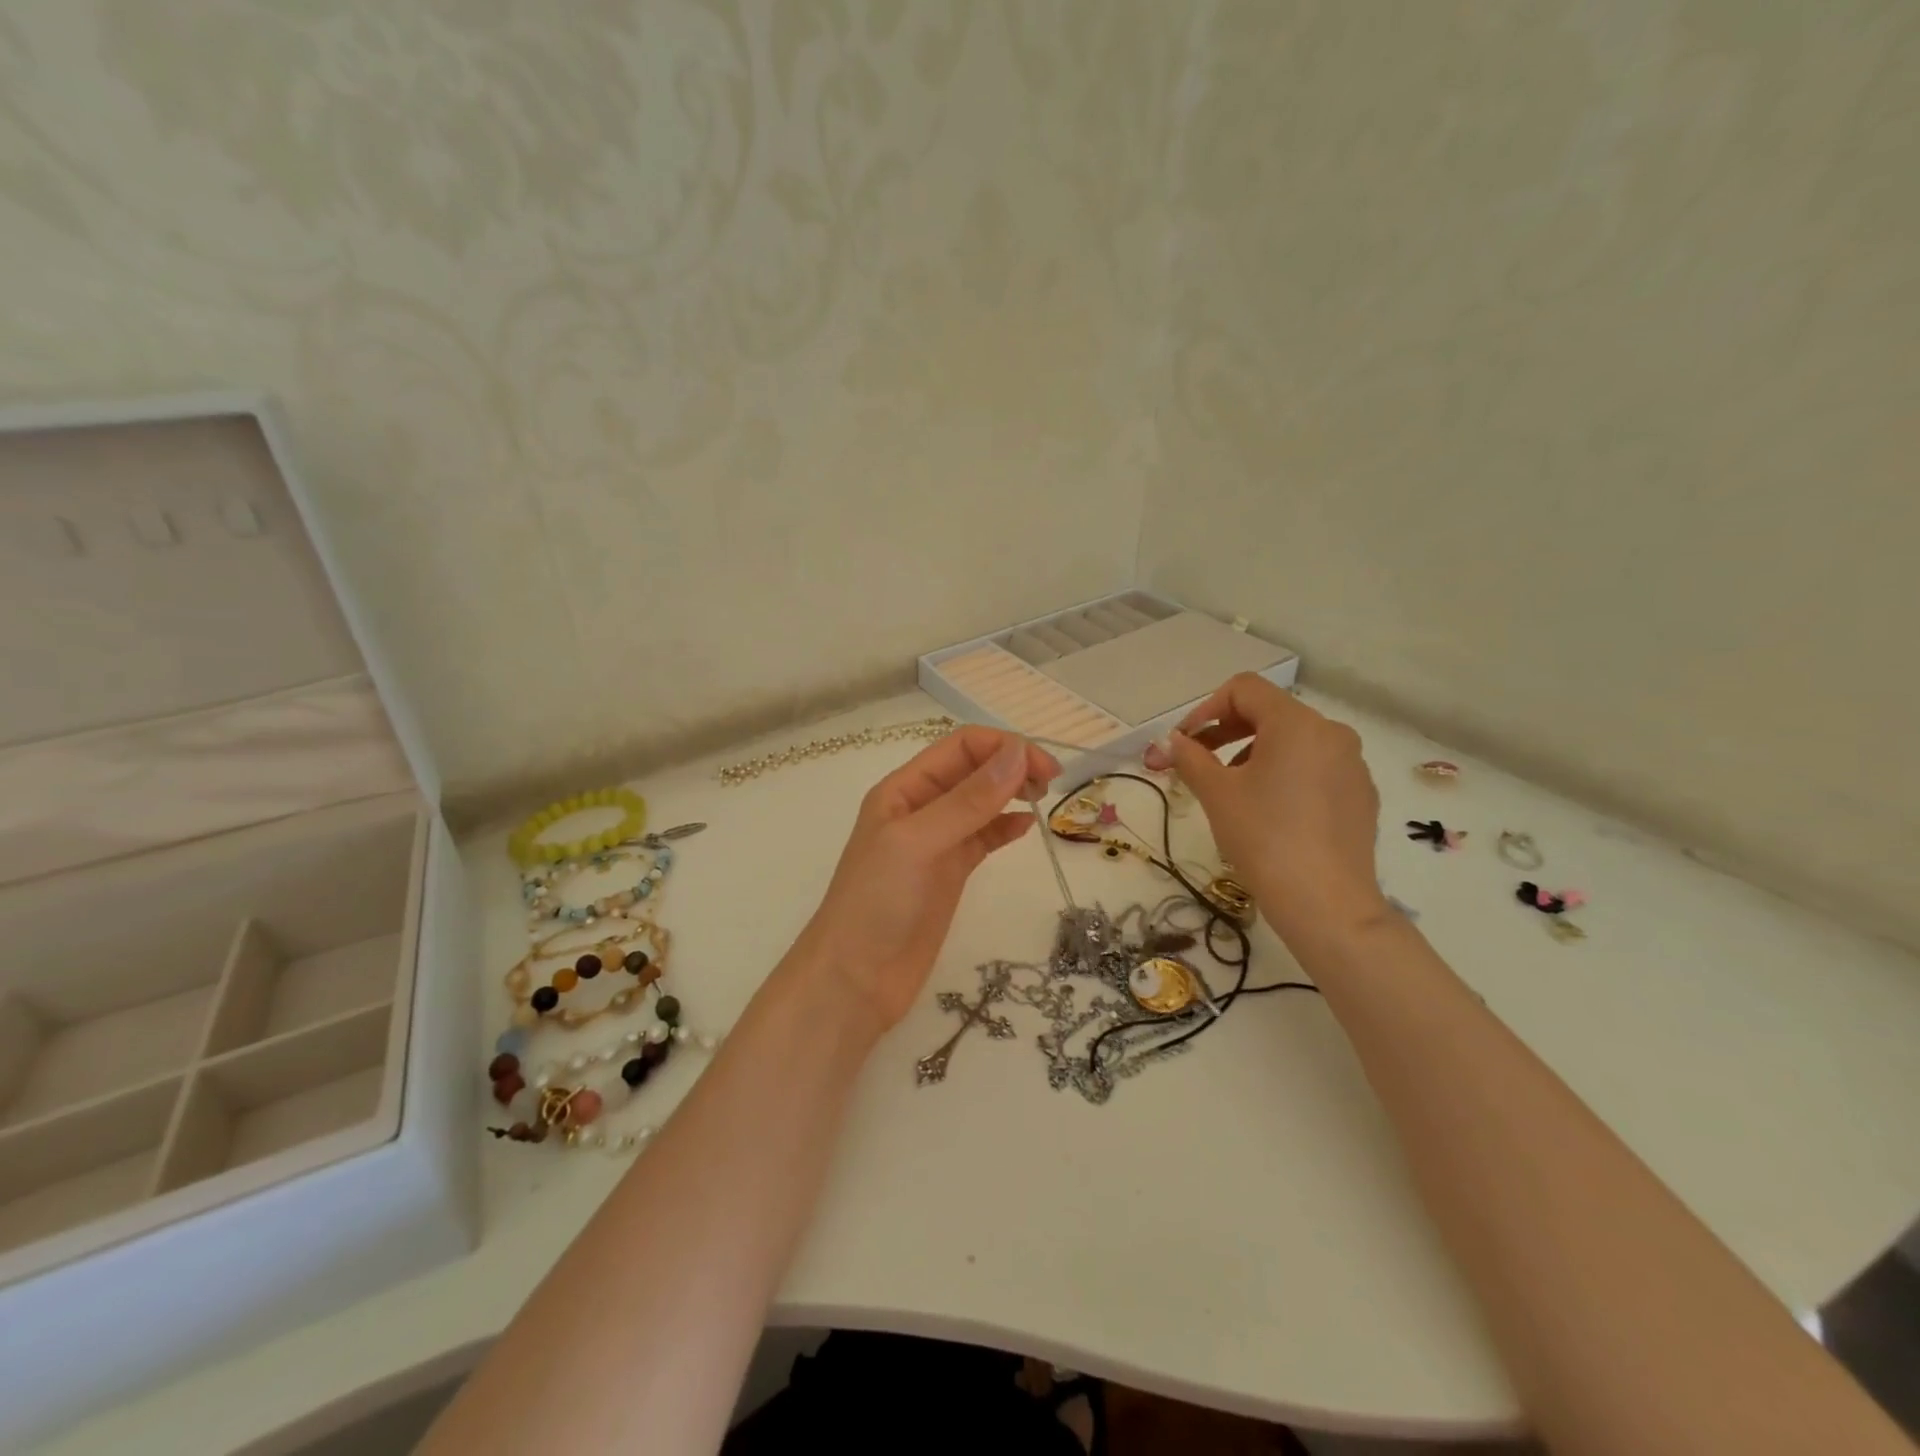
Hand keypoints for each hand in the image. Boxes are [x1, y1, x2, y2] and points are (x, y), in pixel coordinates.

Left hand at [790, 727, 1060, 1030]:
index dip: (1003, 747)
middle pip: (974, 769)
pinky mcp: (951, 872)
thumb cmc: (877, 903)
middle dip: (1012, 765)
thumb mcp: (919, 843)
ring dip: (1012, 792)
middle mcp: (921, 807)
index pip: (960, 746)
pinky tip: (1027, 827)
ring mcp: (937, 841)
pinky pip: (984, 837)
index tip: (1043, 767)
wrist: (856, 980)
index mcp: (904, 788)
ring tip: (1043, 799)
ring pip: (982, 802)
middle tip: (1051, 782)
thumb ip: (968, 800)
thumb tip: (1018, 753)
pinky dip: (1006, 827)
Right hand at [1147, 674, 1388, 947]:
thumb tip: (1172, 742)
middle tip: (1198, 762)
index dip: (1206, 709)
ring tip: (1232, 790)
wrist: (1325, 903)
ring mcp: (1352, 764)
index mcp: (1297, 724)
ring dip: (1254, 753)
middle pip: (1270, 712)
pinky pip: (1315, 768)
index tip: (1185, 743)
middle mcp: (1332, 733)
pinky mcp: (1361, 794)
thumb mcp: (1216, 793)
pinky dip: (1285, 775)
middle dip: (1226, 731)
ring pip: (1293, 742)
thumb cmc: (1263, 837)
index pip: (1244, 690)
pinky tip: (1270, 812)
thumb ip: (1190, 757)